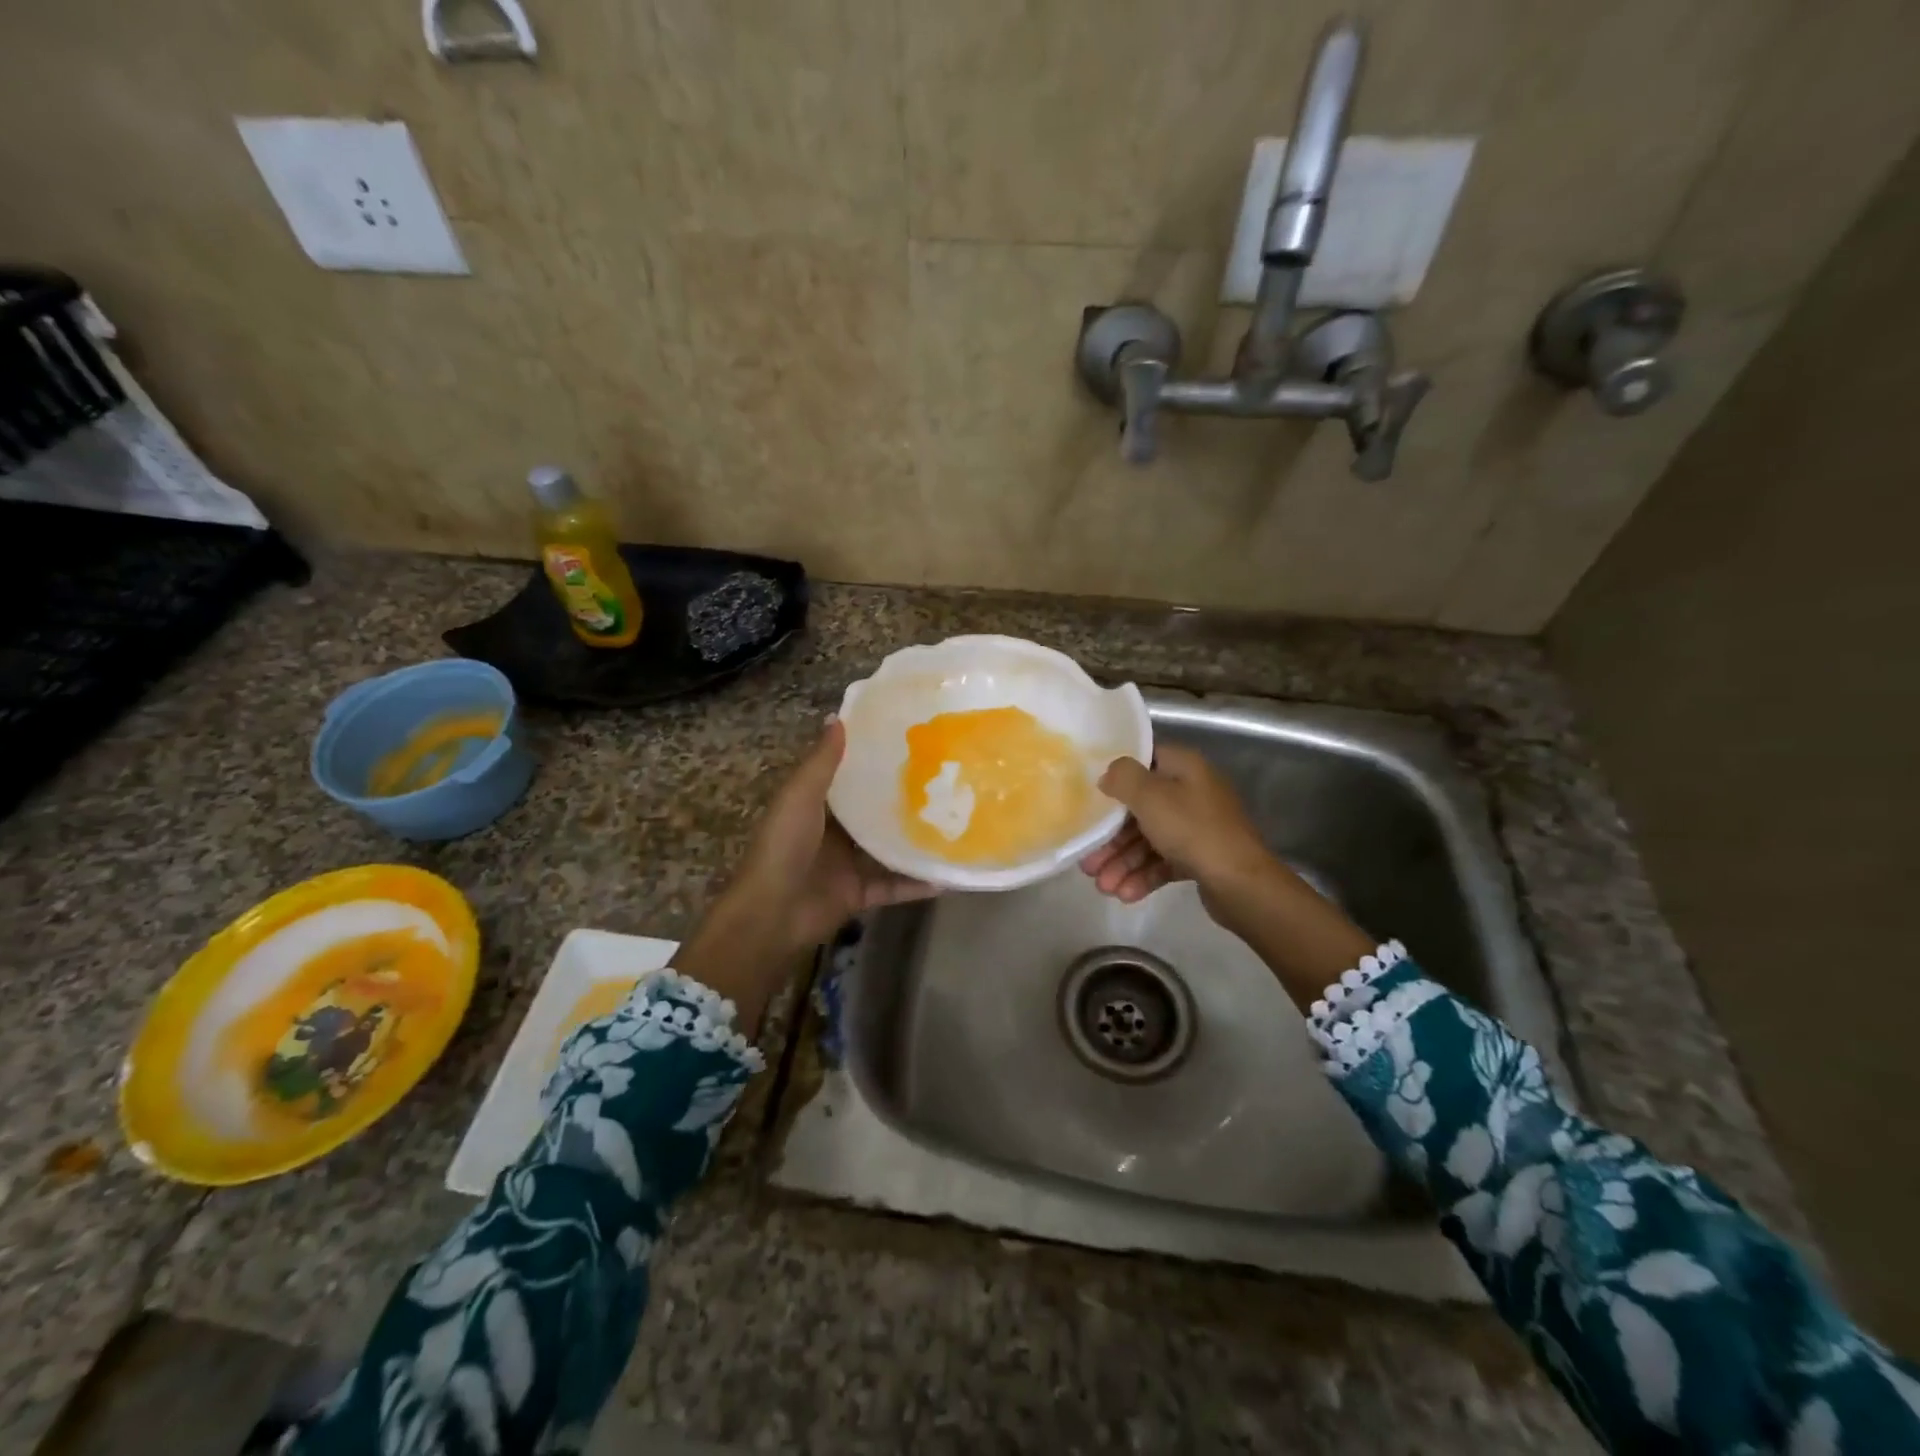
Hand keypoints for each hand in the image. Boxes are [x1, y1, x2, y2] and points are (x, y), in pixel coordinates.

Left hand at [729, 718, 936, 949]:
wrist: (772, 914)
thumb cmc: (784, 847)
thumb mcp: (800, 797)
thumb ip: (822, 762)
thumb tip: (838, 716)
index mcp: (815, 807)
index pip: (848, 779)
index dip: (872, 762)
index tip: (908, 743)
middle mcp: (834, 834)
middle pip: (873, 814)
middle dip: (903, 801)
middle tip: (944, 781)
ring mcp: (848, 866)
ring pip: (888, 850)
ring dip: (915, 841)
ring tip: (955, 824)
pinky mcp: (860, 894)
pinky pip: (894, 886)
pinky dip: (917, 883)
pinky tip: (948, 875)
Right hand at [1079, 744, 1274, 909]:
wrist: (1242, 883)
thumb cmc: (1193, 830)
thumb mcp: (1150, 797)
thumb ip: (1123, 778)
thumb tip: (1109, 774)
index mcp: (1184, 768)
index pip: (1144, 761)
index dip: (1116, 776)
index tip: (1090, 794)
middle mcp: (1191, 792)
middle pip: (1140, 808)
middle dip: (1111, 836)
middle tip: (1087, 860)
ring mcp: (1197, 827)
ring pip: (1149, 839)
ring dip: (1123, 861)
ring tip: (1103, 886)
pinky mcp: (1199, 857)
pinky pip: (1163, 861)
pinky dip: (1143, 875)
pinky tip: (1125, 894)